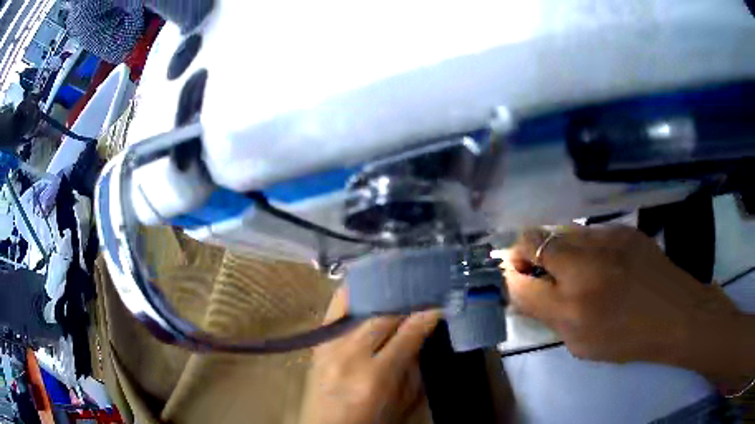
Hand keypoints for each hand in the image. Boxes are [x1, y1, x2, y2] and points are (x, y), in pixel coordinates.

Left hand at [300, 288, 439, 423]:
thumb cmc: (371, 420)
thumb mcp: (403, 402)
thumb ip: (413, 368)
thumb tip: (421, 334)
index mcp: (376, 377)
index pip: (408, 335)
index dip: (427, 316)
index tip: (439, 304)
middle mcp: (350, 357)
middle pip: (382, 316)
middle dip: (405, 301)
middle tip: (421, 292)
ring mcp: (329, 347)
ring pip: (358, 307)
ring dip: (380, 293)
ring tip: (398, 284)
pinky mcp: (317, 344)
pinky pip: (335, 310)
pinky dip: (352, 295)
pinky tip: (366, 284)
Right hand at [504, 226, 739, 372]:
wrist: (675, 314)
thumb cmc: (627, 340)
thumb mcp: (581, 345)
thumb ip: (551, 317)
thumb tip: (530, 290)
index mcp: (572, 308)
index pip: (520, 283)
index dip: (512, 279)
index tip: (517, 279)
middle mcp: (584, 267)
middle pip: (531, 240)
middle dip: (522, 252)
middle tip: (533, 266)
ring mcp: (605, 240)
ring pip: (559, 231)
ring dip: (553, 246)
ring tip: (569, 264)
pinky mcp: (622, 228)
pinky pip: (587, 231)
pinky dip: (581, 244)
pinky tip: (598, 259)